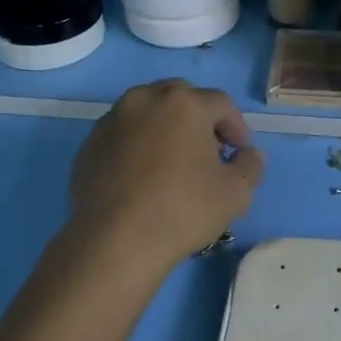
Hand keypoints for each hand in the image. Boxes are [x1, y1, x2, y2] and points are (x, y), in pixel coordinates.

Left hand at [68, 81, 263, 269]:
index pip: (221, 104)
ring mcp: (111, 120)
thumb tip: (248, 154)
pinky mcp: (89, 145)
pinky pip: (124, 136)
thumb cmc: (184, 210)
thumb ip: (251, 165)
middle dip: (200, 121)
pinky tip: (144, 178)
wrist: (115, 241)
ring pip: (148, 114)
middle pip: (181, 99)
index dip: (237, 127)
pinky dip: (139, 147)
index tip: (240, 153)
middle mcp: (144, 100)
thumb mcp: (237, 193)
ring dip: (167, 130)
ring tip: (175, 164)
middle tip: (210, 152)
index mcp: (184, 103)